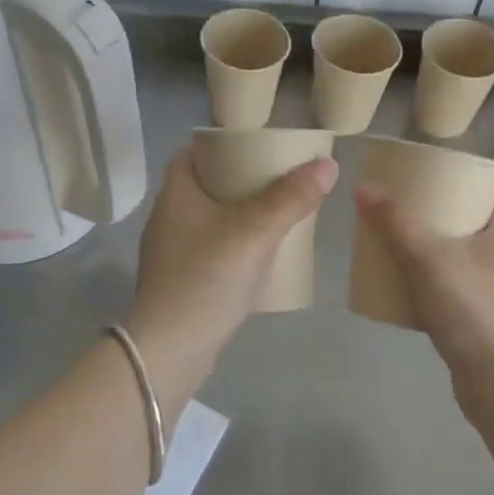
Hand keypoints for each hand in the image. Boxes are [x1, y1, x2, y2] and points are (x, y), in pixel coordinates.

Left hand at [127, 148, 338, 400]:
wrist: (171, 349)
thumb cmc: (208, 277)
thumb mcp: (255, 231)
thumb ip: (291, 197)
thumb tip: (328, 164)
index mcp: (175, 194)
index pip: (190, 153)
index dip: (219, 145)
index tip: (252, 147)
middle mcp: (166, 218)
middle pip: (202, 185)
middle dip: (236, 180)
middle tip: (274, 179)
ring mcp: (169, 253)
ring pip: (207, 220)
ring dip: (236, 215)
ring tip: (273, 215)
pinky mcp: (178, 283)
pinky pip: (208, 251)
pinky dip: (231, 245)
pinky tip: (257, 257)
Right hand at [353, 187, 493, 398]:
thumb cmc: (472, 310)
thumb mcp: (428, 258)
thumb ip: (395, 223)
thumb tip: (362, 187)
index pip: (484, 196)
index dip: (456, 185)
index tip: (422, 183)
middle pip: (468, 228)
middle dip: (435, 221)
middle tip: (399, 216)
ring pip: (460, 263)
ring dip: (432, 256)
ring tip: (396, 250)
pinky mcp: (486, 324)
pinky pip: (455, 294)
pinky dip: (432, 289)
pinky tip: (406, 293)